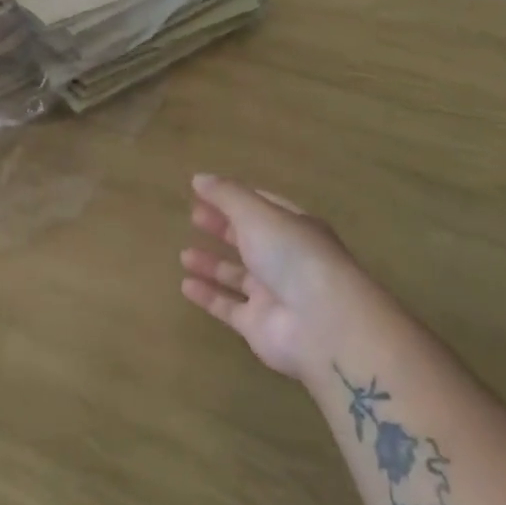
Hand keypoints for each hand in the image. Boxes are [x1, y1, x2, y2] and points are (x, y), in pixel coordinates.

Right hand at [179, 174, 359, 380]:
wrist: (321, 325)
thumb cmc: (292, 256)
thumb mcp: (257, 214)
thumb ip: (226, 195)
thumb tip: (199, 178)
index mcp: (295, 228)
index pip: (264, 207)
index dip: (235, 198)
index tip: (203, 192)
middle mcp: (287, 260)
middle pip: (250, 240)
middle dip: (223, 228)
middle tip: (193, 218)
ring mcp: (274, 295)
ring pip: (238, 276)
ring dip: (212, 264)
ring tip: (184, 255)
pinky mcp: (259, 326)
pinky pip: (228, 307)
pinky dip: (208, 297)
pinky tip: (186, 286)